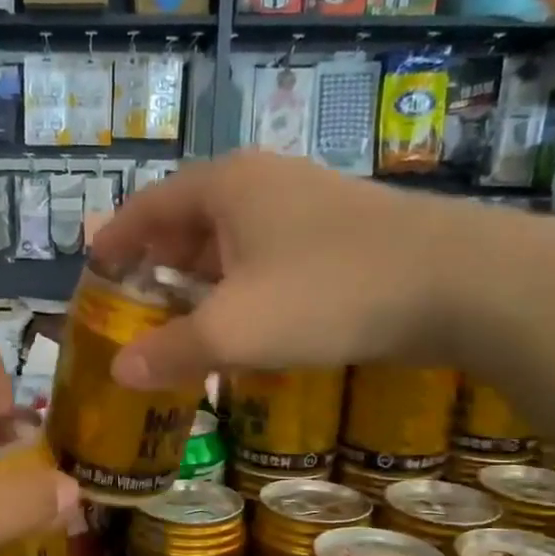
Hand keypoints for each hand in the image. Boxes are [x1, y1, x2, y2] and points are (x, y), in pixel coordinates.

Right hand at [90, 151, 499, 388]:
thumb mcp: (235, 330)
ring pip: (234, 239)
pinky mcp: (343, 232)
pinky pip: (271, 254)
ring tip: (186, 319)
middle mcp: (263, 182)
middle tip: (138, 305)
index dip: (116, 239)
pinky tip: (250, 322)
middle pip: (190, 219)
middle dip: (159, 262)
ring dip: (204, 278)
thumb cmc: (327, 294)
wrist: (460, 283)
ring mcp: (308, 203)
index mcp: (225, 186)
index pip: (148, 206)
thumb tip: (120, 373)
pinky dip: (246, 285)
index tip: (94, 271)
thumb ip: (172, 350)